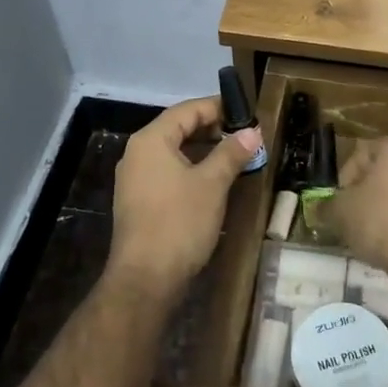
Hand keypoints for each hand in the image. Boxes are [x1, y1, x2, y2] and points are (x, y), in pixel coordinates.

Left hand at [108, 97, 259, 306]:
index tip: (246, 112)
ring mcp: (135, 178)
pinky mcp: (139, 201)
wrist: (145, 279)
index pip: (187, 110)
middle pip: (178, 128)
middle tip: (245, 136)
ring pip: (173, 152)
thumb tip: (252, 131)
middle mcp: (137, 153)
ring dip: (204, 151)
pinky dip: (191, 169)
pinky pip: (167, 172)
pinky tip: (214, 181)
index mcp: (151, 140)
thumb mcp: (212, 184)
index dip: (218, 107)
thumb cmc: (179, 222)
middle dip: (213, 129)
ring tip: (235, 157)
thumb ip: (231, 153)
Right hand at [330, 137, 387, 282]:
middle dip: (366, 192)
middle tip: (353, 215)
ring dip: (386, 205)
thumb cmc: (380, 221)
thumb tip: (317, 209)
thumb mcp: (340, 213)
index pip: (360, 154)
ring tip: (373, 231)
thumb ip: (325, 207)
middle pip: (382, 171)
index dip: (344, 179)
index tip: (340, 202)